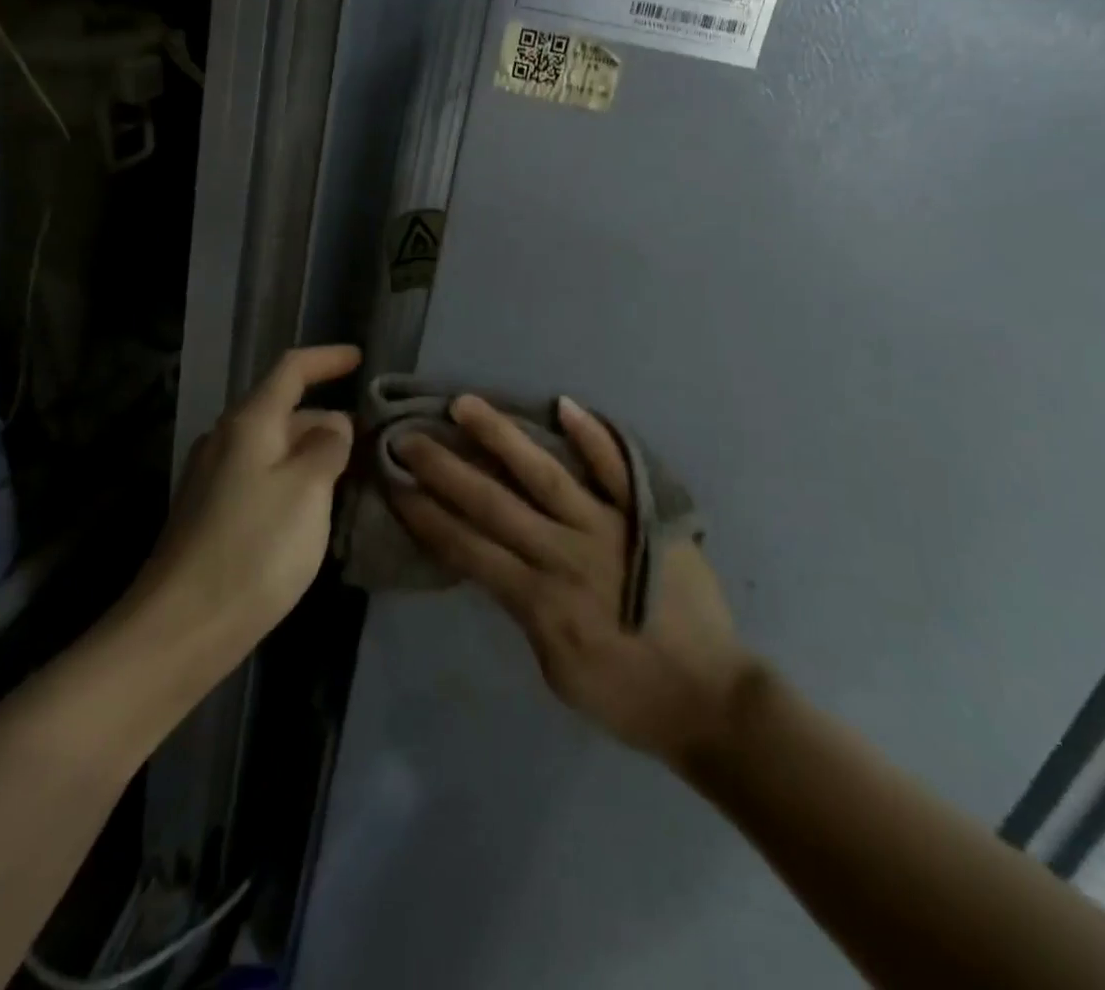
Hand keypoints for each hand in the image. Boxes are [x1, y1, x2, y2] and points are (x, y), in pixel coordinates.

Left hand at [145, 345, 361, 651]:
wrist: (181, 627)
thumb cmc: (254, 549)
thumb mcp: (307, 490)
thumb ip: (328, 447)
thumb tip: (334, 424)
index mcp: (249, 423)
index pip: (291, 370)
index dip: (327, 359)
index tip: (360, 358)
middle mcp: (226, 439)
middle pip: (284, 410)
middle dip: (328, 418)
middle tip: (372, 440)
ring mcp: (213, 477)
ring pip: (274, 447)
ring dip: (312, 452)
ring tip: (353, 473)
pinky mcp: (211, 511)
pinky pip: (262, 476)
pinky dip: (294, 478)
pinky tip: (315, 507)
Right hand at [392, 396, 752, 764]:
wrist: (710, 700)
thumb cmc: (625, 696)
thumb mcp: (555, 669)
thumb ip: (523, 612)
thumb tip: (497, 565)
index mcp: (538, 598)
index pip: (467, 547)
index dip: (425, 515)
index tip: (394, 484)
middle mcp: (563, 552)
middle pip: (492, 503)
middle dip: (444, 469)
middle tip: (408, 437)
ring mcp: (607, 527)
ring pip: (543, 474)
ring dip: (501, 437)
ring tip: (465, 405)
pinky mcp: (644, 516)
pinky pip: (616, 470)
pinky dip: (593, 437)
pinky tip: (564, 404)